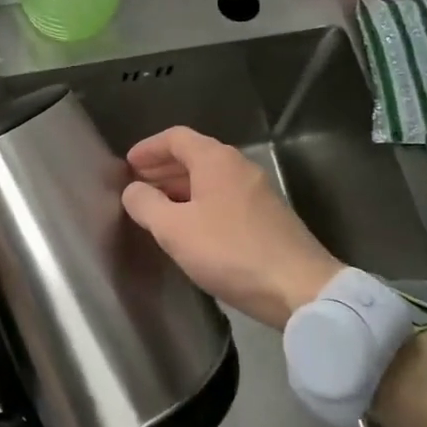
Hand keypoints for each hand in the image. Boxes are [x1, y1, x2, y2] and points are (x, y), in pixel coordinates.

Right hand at [122, 126, 342, 329]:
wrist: (299, 288)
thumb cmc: (229, 251)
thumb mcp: (174, 229)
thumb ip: (146, 205)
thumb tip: (133, 190)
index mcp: (216, 161)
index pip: (176, 138)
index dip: (149, 148)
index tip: (128, 165)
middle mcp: (239, 167)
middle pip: (194, 156)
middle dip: (162, 168)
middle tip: (137, 186)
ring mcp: (258, 192)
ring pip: (210, 179)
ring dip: (180, 188)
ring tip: (157, 208)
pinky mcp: (268, 217)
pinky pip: (224, 198)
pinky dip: (200, 203)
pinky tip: (189, 227)